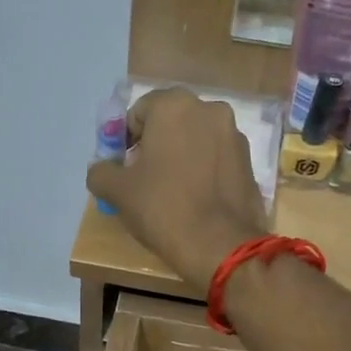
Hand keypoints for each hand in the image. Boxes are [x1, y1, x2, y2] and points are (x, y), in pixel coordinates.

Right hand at [85, 87, 267, 287]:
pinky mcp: (249, 162)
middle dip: (155, 144)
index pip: (139, 112)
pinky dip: (203, 170)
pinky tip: (196, 198)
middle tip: (145, 178)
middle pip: (170, 122)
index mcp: (174, 106)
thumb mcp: (118, 191)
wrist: (219, 245)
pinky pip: (216, 158)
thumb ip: (101, 172)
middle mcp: (209, 109)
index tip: (123, 168)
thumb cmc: (163, 208)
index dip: (125, 139)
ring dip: (181, 155)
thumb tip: (101, 169)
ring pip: (196, 139)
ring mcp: (234, 135)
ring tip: (172, 190)